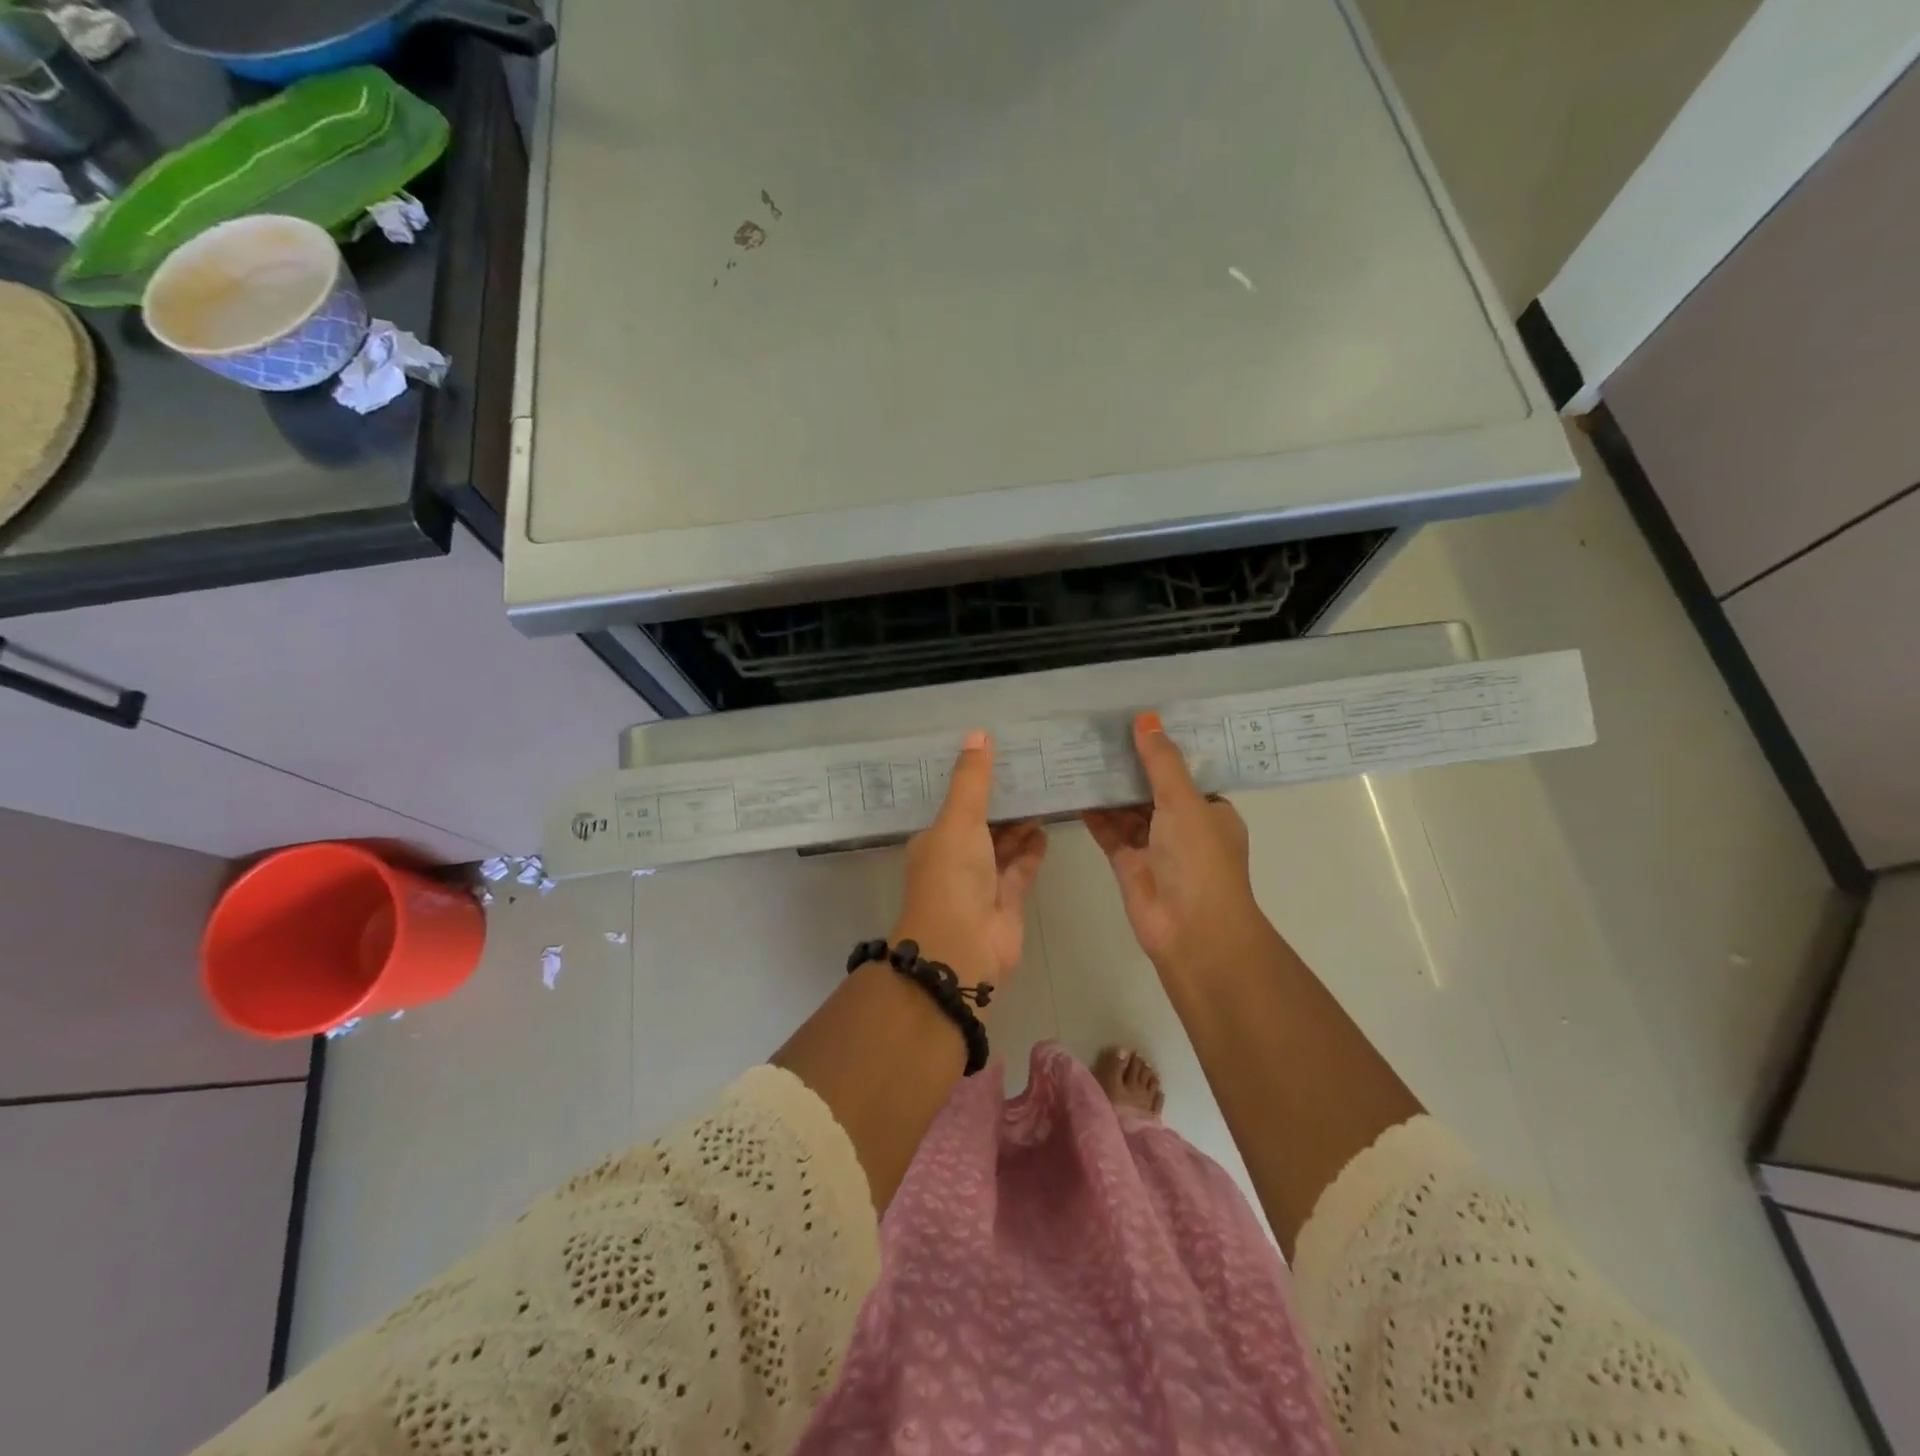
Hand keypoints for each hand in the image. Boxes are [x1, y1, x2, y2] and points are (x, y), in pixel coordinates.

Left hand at [893, 729, 1046, 992]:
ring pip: (1005, 844)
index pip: (955, 802)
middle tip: (1032, 767)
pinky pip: (1022, 866)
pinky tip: (1047, 827)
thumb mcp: (958, 820)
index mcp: (935, 838)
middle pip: (983, 822)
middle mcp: (957, 857)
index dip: (974, 780)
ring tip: (1045, 791)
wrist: (962, 947)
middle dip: (1003, 800)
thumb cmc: (952, 876)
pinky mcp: (1008, 899)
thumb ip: (972, 780)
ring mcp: (983, 881)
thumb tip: (978, 733)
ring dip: (1021, 822)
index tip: (999, 754)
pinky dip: (1033, 849)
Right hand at [1082, 712, 1264, 976]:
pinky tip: (1073, 791)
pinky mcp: (1128, 863)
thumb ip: (1162, 762)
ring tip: (1080, 754)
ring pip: (1128, 810)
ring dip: (1109, 788)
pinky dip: (1094, 815)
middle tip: (1097, 732)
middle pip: (1152, 788)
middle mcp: (1183, 826)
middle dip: (1129, 766)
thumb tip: (1146, 717)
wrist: (1191, 930)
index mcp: (1210, 810)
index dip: (1163, 748)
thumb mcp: (1184, 802)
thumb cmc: (1199, 860)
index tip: (1136, 720)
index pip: (1186, 772)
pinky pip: (1109, 831)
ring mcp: (1154, 846)